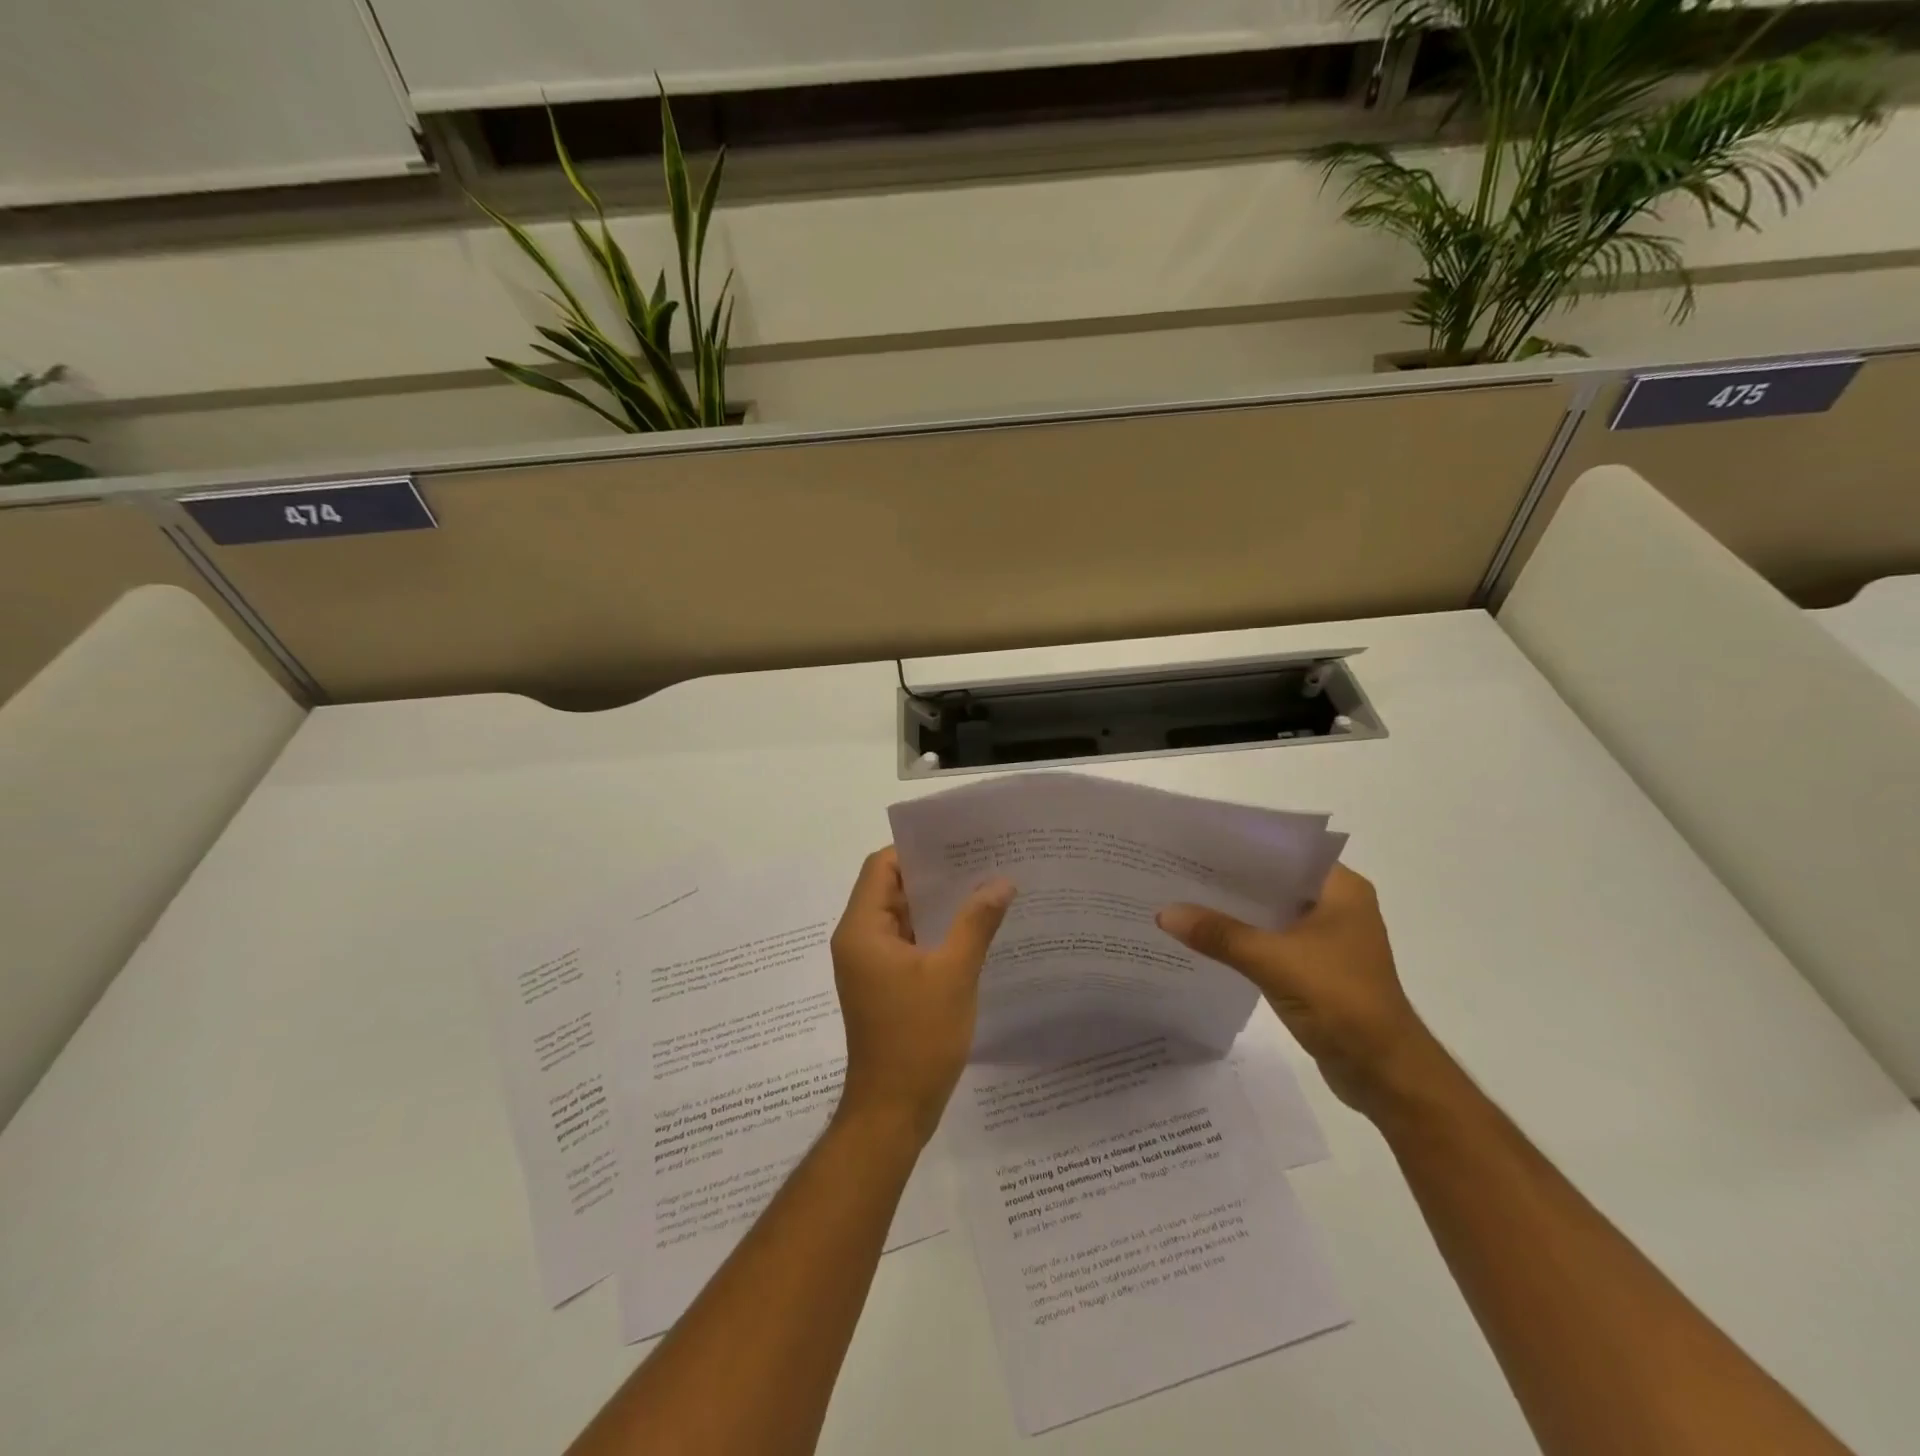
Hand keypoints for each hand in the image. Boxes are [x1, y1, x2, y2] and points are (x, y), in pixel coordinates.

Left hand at [829, 848, 1015, 1145]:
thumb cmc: (918, 1037)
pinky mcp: (884, 984)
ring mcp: (870, 964)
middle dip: (933, 874)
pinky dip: (935, 932)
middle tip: (980, 860)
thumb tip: (1001, 881)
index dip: (915, 850)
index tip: (957, 842)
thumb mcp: (954, 974)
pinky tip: (974, 929)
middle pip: (891, 889)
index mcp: (862, 929)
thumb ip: (976, 922)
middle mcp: (858, 940)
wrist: (893, 1111)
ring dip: (937, 904)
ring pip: (902, 917)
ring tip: (984, 888)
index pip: (881, 867)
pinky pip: (908, 943)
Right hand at [1157, 864, 1437, 1114]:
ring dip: (1235, 910)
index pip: (1284, 852)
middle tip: (1179, 868)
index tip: (1196, 843)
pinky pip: (1271, 940)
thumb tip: (1164, 913)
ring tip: (1183, 898)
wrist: (1384, 1072)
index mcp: (1341, 889)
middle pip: (1274, 882)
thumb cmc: (1340, 1001)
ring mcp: (1328, 938)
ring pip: (1270, 912)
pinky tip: (1206, 937)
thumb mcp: (1272, 961)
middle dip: (1230, 879)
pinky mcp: (1316, 967)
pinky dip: (1243, 938)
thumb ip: (1219, 934)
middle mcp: (1337, 906)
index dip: (1240, 846)